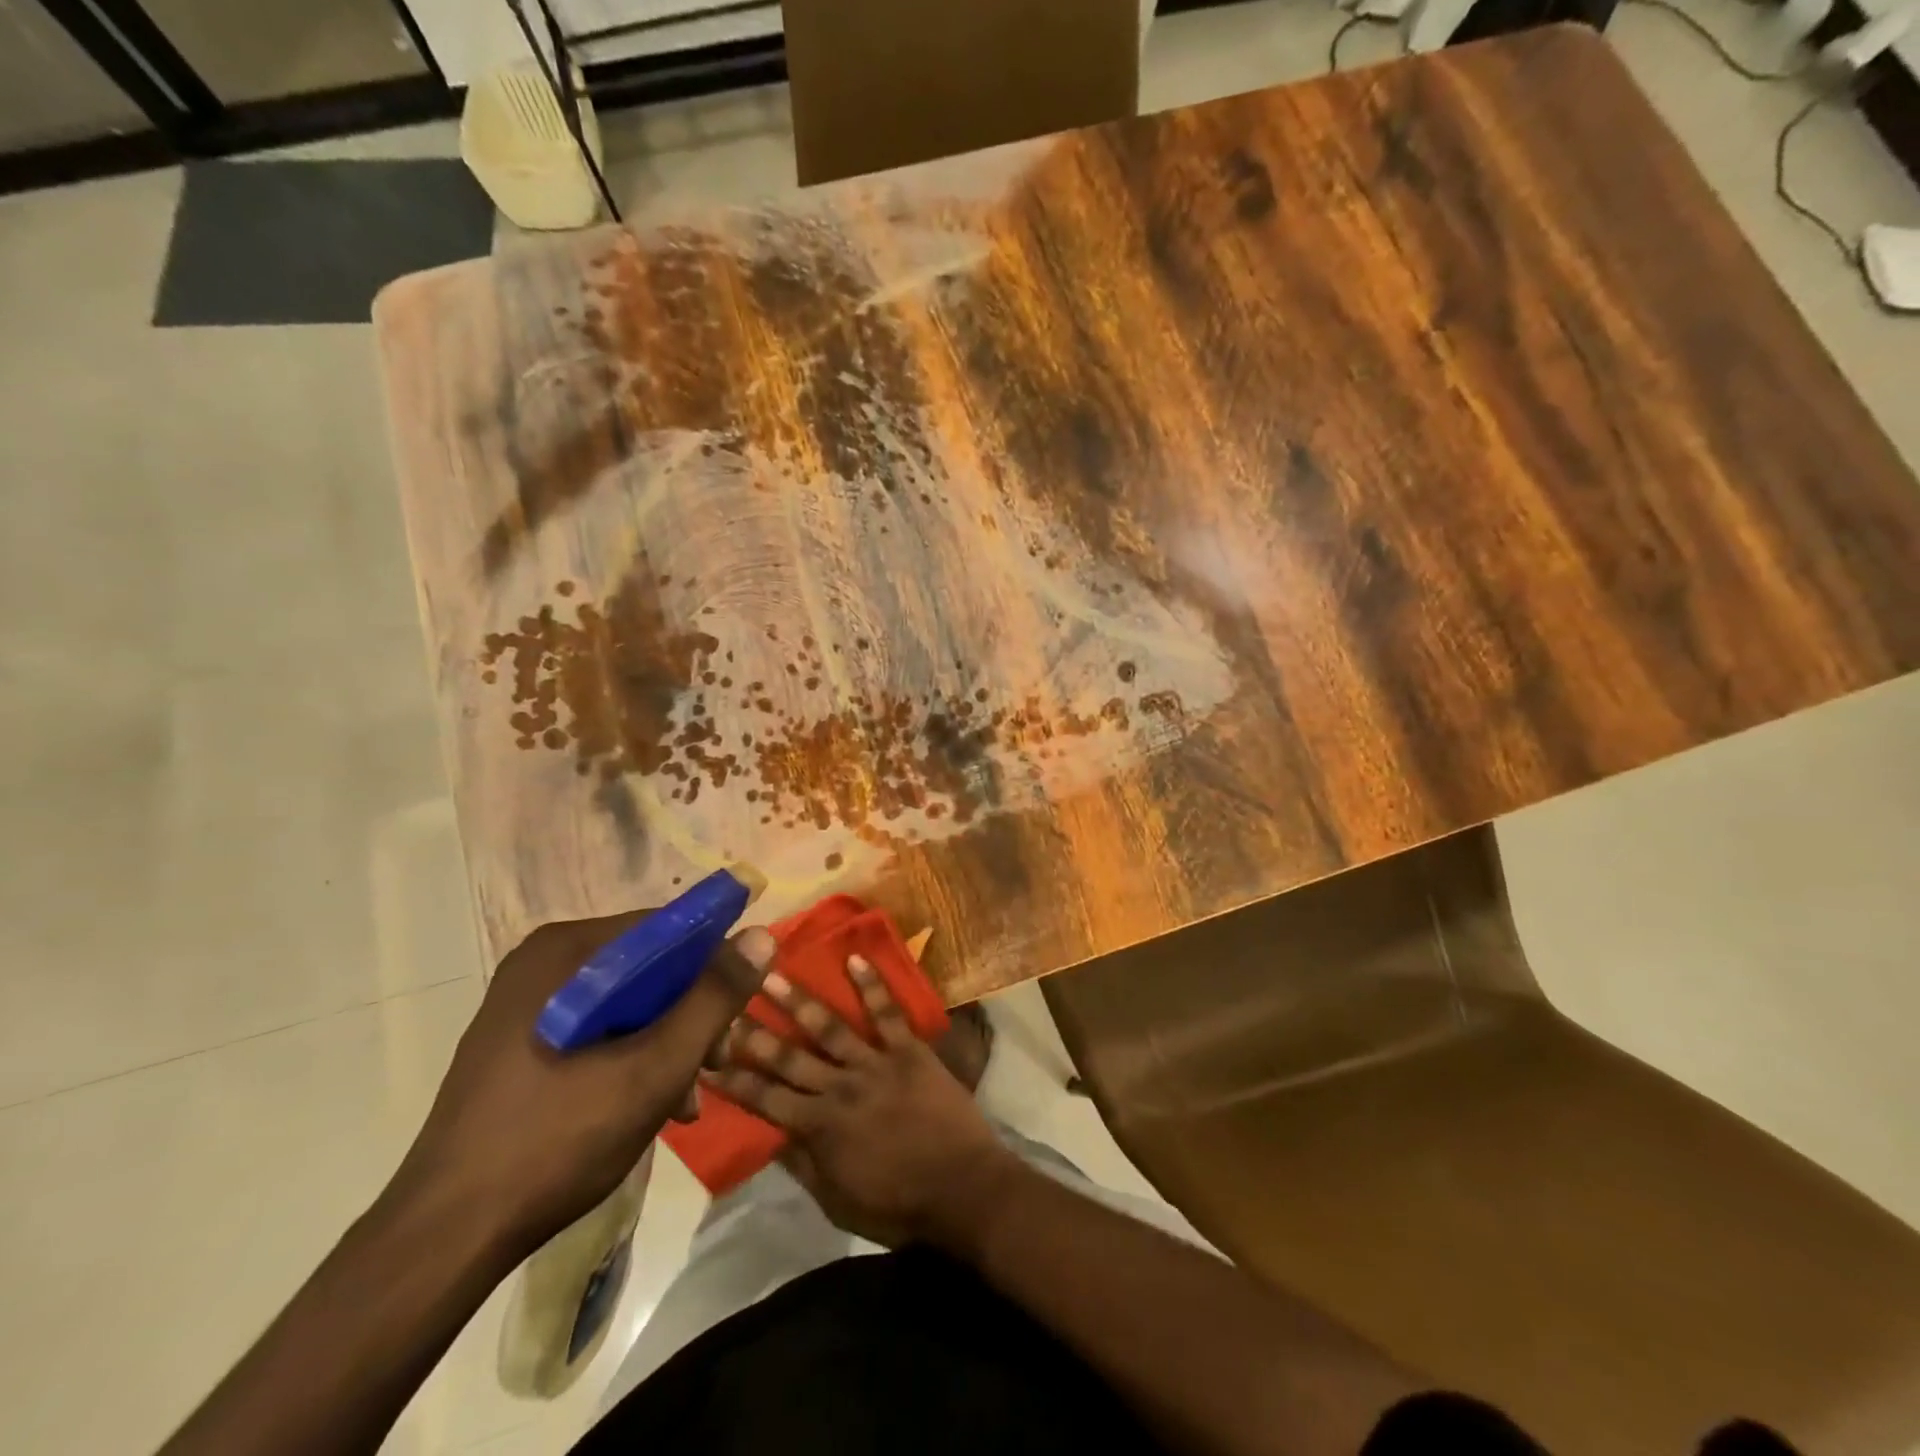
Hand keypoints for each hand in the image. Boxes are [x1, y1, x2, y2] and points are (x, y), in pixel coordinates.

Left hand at [394, 911, 775, 1256]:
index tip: (737, 1012)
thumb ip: (713, 999)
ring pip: (628, 1000)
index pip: (666, 928)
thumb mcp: (654, 1069)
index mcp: (565, 951)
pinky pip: (599, 1027)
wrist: (443, 1241)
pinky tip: (652, 1103)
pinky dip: (632, 1055)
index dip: (712, 963)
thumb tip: (762, 934)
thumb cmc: (555, 1142)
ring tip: (686, 1097)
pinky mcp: (521, 1041)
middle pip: (649, 966)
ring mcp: (527, 1003)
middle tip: (714, 1064)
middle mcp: (544, 963)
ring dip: (667, 1040)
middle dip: (690, 1013)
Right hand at [706, 956, 1019, 1249]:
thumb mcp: (838, 1200)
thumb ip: (803, 1165)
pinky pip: (888, 1012)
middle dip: (754, 1032)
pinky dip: (872, 985)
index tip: (704, 1056)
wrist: (962, 1190)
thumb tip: (770, 1135)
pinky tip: (855, 958)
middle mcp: (840, 1088)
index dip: (733, 1079)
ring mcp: (875, 1064)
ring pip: (829, 1027)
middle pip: (789, 1057)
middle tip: (726, 1002)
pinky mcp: (909, 1050)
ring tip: (772, 973)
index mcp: (819, 1129)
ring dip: (799, 999)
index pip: (765, 1100)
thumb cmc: (899, 1205)